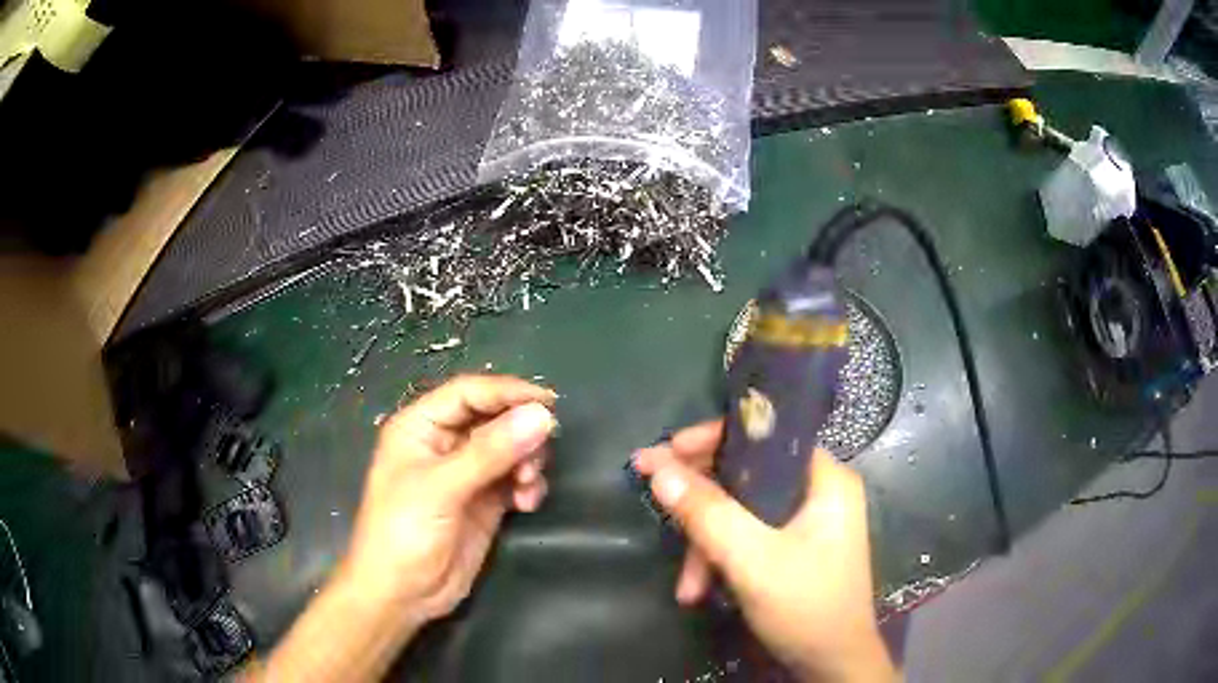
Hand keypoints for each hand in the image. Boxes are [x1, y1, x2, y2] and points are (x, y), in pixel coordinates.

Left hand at [341, 374, 557, 628]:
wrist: (401, 594)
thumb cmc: (404, 532)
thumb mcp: (442, 488)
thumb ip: (490, 452)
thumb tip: (542, 416)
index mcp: (420, 427)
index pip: (469, 393)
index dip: (507, 392)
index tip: (548, 403)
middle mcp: (444, 444)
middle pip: (494, 419)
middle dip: (520, 432)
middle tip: (543, 451)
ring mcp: (466, 475)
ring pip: (509, 449)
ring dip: (527, 461)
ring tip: (528, 485)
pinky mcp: (484, 502)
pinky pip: (515, 480)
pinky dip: (528, 486)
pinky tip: (527, 503)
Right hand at [632, 421, 894, 681]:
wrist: (831, 665)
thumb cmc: (806, 606)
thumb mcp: (752, 560)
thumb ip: (707, 513)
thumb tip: (658, 467)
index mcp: (825, 479)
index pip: (765, 437)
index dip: (713, 440)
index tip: (666, 453)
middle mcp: (818, 492)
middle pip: (747, 477)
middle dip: (702, 509)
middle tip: (660, 511)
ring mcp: (806, 523)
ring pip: (741, 513)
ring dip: (706, 546)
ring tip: (687, 586)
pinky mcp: (793, 549)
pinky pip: (747, 538)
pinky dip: (720, 560)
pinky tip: (699, 590)